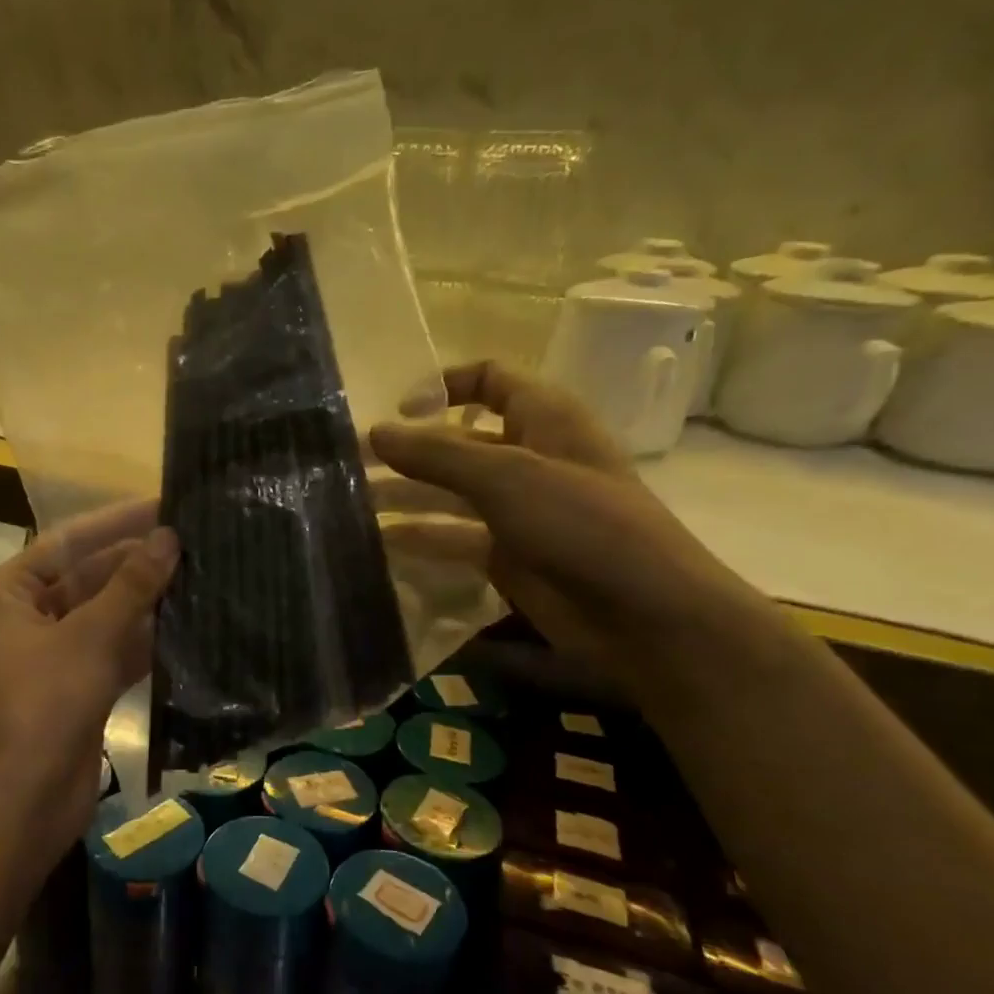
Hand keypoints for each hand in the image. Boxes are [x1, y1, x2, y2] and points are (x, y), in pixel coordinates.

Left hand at [0, 503, 178, 854]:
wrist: (19, 801)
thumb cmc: (42, 704)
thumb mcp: (89, 636)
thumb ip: (132, 585)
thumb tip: (169, 538)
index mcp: (14, 592)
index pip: (71, 540)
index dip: (118, 521)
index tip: (167, 504)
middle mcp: (31, 617)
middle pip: (91, 576)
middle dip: (139, 562)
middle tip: (197, 542)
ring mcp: (56, 655)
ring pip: (109, 615)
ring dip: (149, 602)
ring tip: (204, 576)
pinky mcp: (80, 689)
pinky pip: (117, 652)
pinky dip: (148, 642)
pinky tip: (191, 627)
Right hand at [371, 361, 767, 684]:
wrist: (642, 614)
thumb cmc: (582, 524)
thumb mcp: (507, 477)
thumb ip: (437, 454)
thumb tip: (376, 431)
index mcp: (544, 419)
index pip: (491, 380)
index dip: (444, 385)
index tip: (396, 410)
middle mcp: (529, 458)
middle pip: (458, 441)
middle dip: (408, 449)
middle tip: (350, 463)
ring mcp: (518, 510)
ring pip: (450, 493)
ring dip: (406, 495)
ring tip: (354, 504)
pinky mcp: (507, 555)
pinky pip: (454, 538)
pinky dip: (421, 539)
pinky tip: (381, 545)